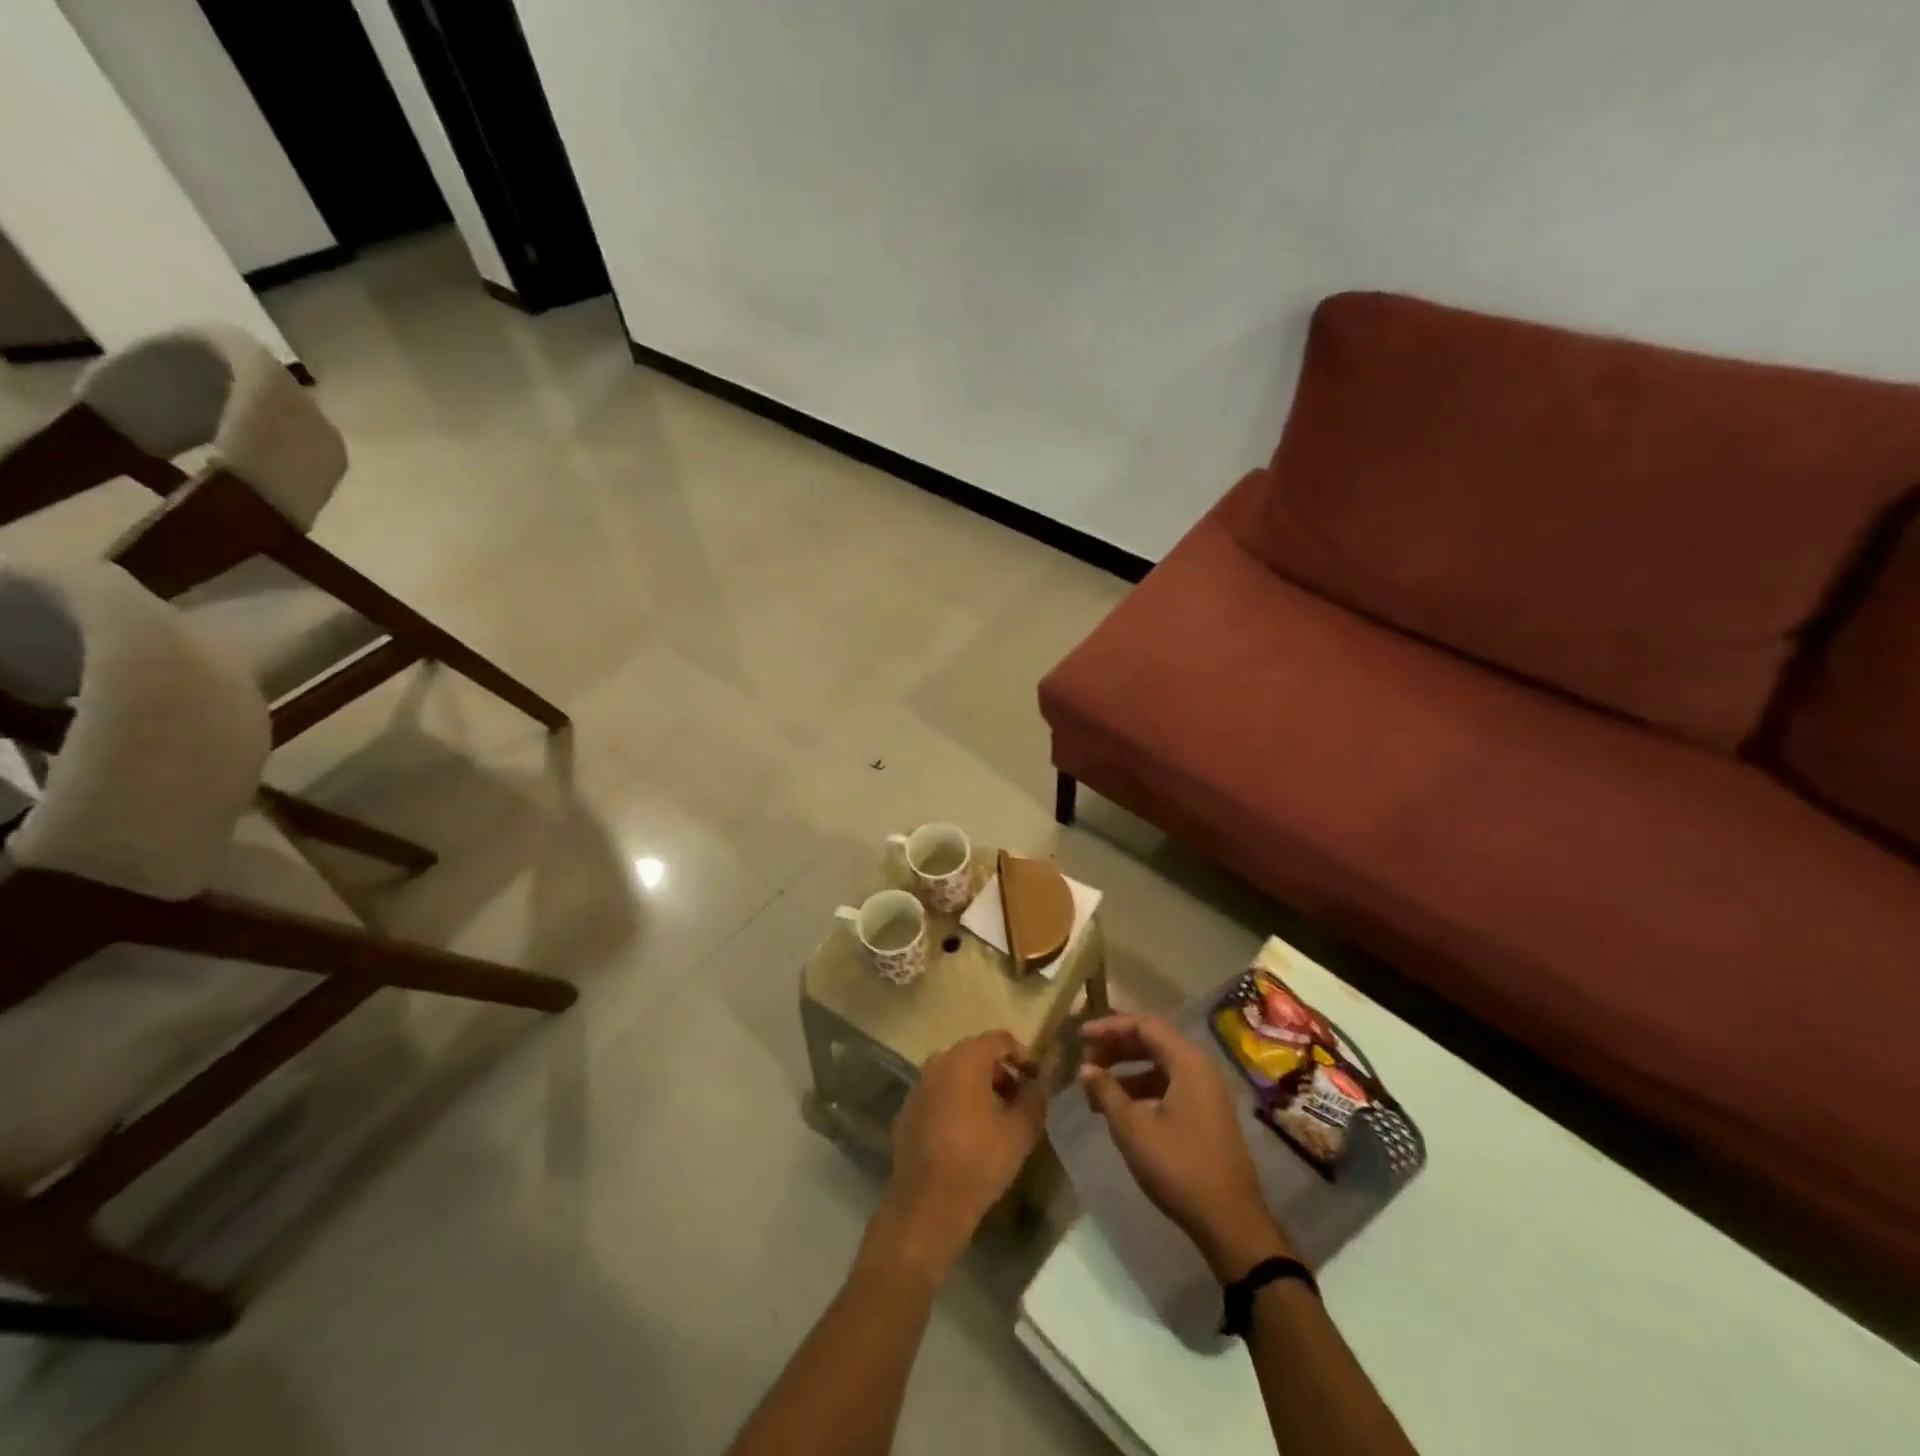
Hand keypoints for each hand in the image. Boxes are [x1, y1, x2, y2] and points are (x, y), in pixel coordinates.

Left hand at [865, 1031, 1045, 1280]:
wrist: (927, 1207)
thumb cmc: (979, 1162)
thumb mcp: (1020, 1131)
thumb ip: (1035, 1097)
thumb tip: (1042, 1081)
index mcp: (965, 1059)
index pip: (1000, 1039)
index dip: (1023, 1055)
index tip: (1037, 1079)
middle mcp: (937, 1063)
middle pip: (976, 1054)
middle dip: (1001, 1072)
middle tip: (1020, 1100)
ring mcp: (918, 1086)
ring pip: (955, 1073)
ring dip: (978, 1086)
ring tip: (997, 1118)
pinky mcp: (907, 1110)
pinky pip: (938, 1094)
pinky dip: (956, 1102)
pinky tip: (967, 1133)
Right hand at [1080, 1015, 1293, 1280]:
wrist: (1230, 1222)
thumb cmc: (1179, 1167)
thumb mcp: (1133, 1128)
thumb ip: (1107, 1092)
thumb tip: (1086, 1068)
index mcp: (1188, 1062)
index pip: (1144, 1026)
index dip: (1110, 1027)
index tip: (1081, 1037)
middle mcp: (1200, 1069)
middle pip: (1153, 1042)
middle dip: (1116, 1048)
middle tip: (1087, 1061)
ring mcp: (1206, 1093)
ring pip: (1160, 1066)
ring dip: (1127, 1072)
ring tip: (1097, 1090)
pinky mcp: (1206, 1115)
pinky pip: (1169, 1087)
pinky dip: (1142, 1090)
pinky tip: (1121, 1110)